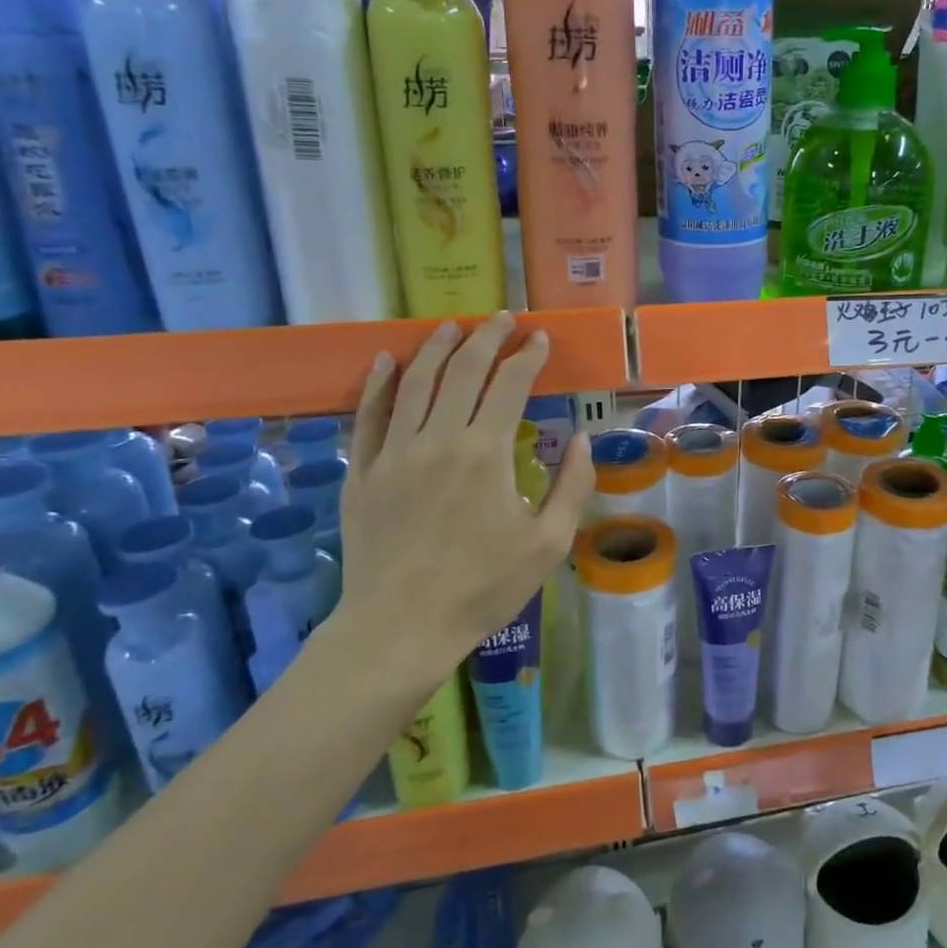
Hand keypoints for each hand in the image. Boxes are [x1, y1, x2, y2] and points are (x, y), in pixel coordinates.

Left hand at [329, 313, 594, 689]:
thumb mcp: (548, 545)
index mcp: (486, 454)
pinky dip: (377, 384)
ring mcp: (394, 453)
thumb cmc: (483, 589)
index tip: (540, 339)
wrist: (401, 628)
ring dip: (436, 348)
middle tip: (502, 320)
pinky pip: (369, 416)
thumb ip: (573, 486)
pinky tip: (384, 361)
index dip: (528, 356)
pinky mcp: (362, 472)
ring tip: (451, 326)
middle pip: (462, 370)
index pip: (509, 384)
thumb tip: (584, 439)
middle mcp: (438, 439)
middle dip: (486, 337)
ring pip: (414, 383)